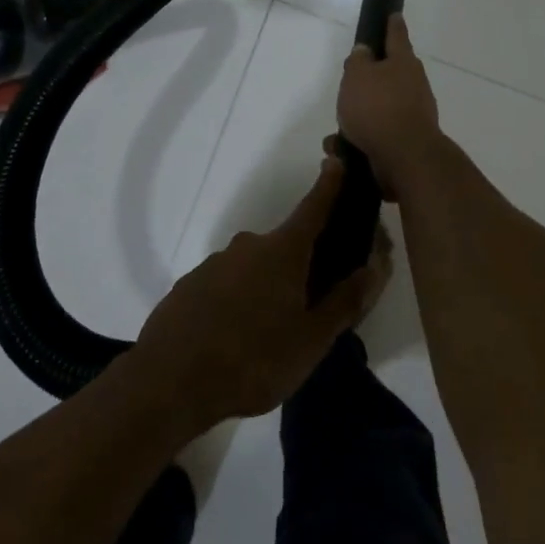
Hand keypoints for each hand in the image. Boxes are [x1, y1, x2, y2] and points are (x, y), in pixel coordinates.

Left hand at [133, 158, 390, 429]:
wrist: (168, 382)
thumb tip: (376, 264)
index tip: (338, 160)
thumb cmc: (253, 359)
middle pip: (286, 245)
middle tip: (312, 304)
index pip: (314, 207)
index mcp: (283, 252)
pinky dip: (239, 300)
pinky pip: (227, 285)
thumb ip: (346, 301)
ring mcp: (215, 263)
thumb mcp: (312, 340)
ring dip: (269, 287)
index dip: (330, 185)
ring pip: (255, 268)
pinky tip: (237, 336)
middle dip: (303, 264)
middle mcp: (249, 246)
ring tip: (272, 332)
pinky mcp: (190, 285)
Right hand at [337, 13, 443, 199]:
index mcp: (403, 62)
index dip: (392, 24)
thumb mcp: (357, 76)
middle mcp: (414, 84)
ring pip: (381, 107)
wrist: (404, 156)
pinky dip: (361, 138)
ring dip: (360, 116)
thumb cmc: (378, 107)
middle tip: (350, 83)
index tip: (393, 14)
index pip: (396, 35)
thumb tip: (365, 52)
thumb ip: (358, 61)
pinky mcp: (408, 139)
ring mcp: (414, 112)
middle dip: (370, 79)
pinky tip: (342, 149)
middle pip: (391, 74)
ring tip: (336, 131)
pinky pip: (379, 133)